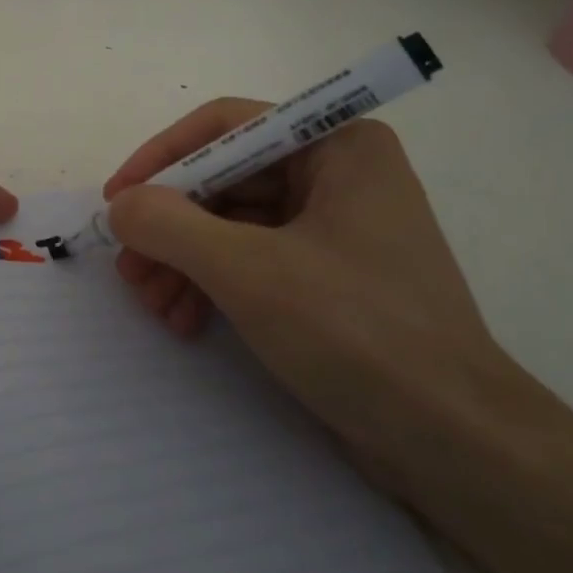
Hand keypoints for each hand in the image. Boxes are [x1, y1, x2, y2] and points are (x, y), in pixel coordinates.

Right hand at [103, 103, 507, 462]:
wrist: (456, 446)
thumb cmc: (356, 333)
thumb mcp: (248, 271)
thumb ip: (170, 225)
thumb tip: (120, 206)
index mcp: (337, 146)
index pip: (226, 126)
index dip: (163, 157)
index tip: (117, 198)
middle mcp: (337, 174)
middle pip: (225, 179)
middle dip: (170, 225)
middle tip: (128, 268)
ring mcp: (334, 228)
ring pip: (232, 224)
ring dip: (183, 260)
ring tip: (152, 305)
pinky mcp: (328, 277)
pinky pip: (252, 260)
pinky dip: (212, 284)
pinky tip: (185, 321)